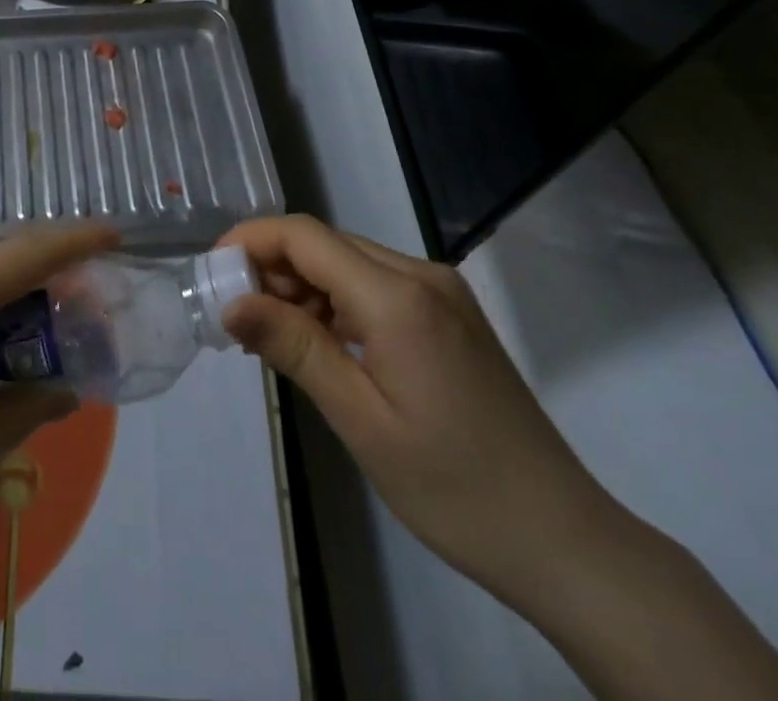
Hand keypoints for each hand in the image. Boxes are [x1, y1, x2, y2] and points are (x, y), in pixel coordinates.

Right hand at [217, 216, 620, 609]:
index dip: (251, 240)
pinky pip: (375, 285)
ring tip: (272, 338)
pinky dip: (336, 302)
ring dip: (303, 286)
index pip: (305, 236)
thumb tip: (231, 301)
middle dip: (272, 268)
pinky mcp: (449, 315)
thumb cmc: (454, 488)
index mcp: (399, 297)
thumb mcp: (360, 420)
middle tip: (236, 317)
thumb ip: (295, 347)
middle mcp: (421, 276)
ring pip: (348, 262)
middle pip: (325, 243)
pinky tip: (321, 343)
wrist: (565, 542)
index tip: (212, 271)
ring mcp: (441, 293)